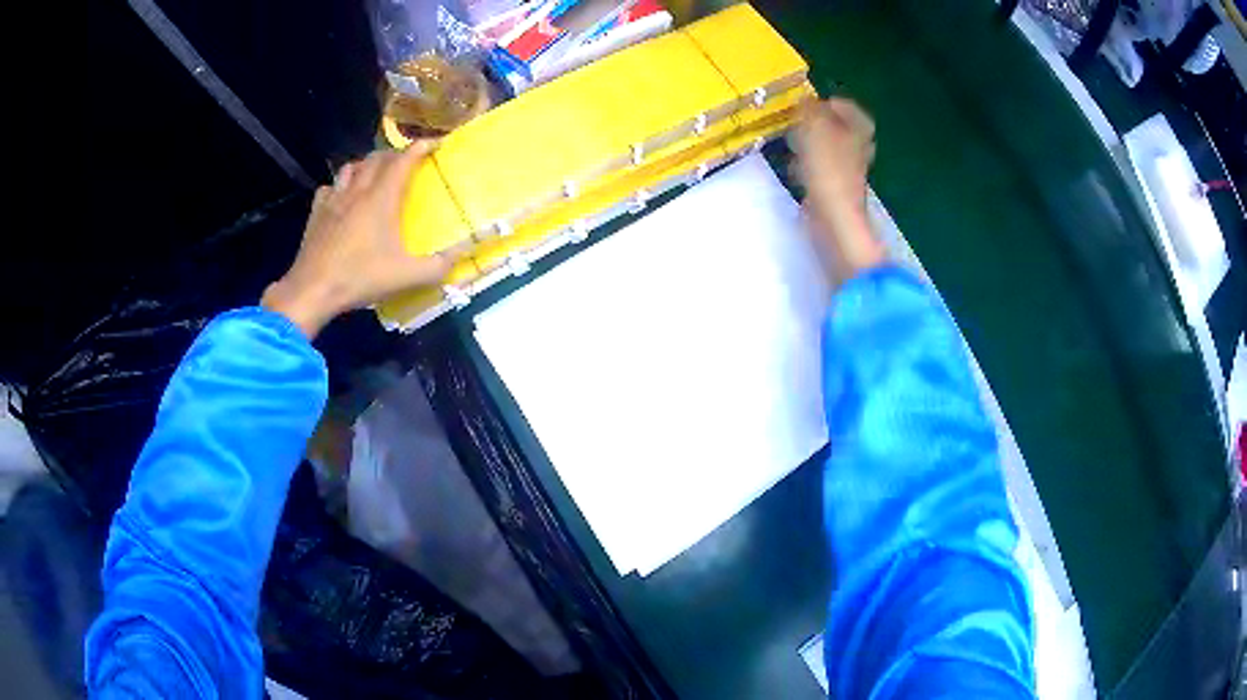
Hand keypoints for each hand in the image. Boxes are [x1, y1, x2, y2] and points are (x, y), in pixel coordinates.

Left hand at [262, 141, 455, 337]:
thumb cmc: (360, 278)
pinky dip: (340, 186)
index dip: (422, 146)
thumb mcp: (406, 277)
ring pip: (351, 167)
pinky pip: (330, 187)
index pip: (404, 159)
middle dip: (395, 154)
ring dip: (366, 165)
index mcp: (382, 198)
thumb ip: (439, 266)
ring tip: (374, 175)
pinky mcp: (316, 213)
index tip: (436, 143)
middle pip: (377, 158)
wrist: (313, 290)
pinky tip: (342, 198)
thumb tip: (464, 255)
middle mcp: (358, 190)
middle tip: (407, 162)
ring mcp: (334, 200)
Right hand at [792, 98, 886, 282]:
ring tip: (795, 142)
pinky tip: (796, 169)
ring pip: (831, 148)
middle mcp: (857, 149)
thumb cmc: (828, 171)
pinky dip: (810, 165)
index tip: (812, 104)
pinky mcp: (835, 189)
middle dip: (821, 123)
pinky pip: (822, 169)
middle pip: (842, 129)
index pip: (851, 110)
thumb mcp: (815, 129)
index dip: (833, 104)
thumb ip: (810, 110)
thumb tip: (806, 99)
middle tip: (801, 121)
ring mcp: (847, 171)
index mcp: (858, 132)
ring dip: (813, 143)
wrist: (835, 220)